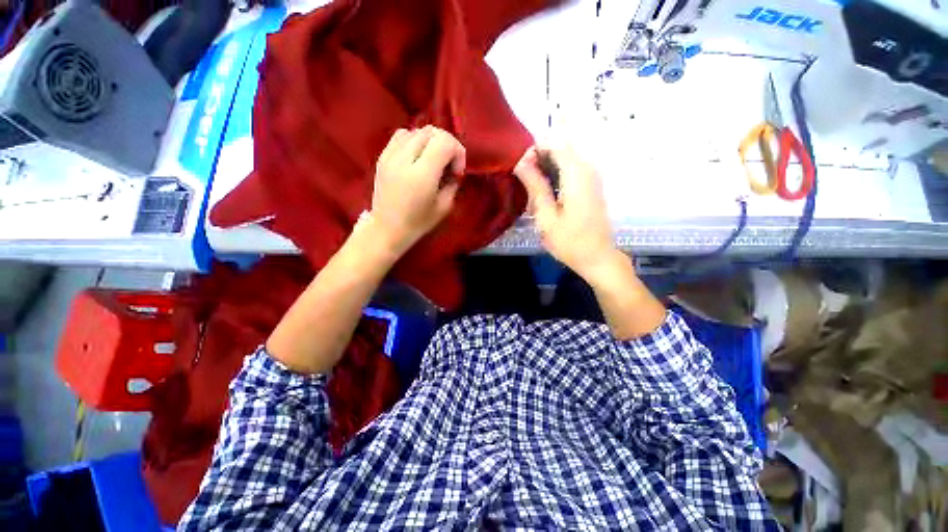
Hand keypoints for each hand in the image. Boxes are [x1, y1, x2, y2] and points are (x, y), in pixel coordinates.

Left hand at [368, 126, 464, 254]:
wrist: (387, 229)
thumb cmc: (418, 222)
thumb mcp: (444, 207)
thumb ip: (452, 183)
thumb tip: (453, 170)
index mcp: (422, 174)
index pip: (444, 141)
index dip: (457, 152)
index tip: (456, 171)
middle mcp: (404, 159)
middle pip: (431, 131)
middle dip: (446, 144)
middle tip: (447, 165)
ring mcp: (390, 156)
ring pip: (416, 130)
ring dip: (430, 141)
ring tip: (432, 160)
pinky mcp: (382, 157)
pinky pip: (401, 136)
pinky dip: (414, 141)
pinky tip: (416, 157)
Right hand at [514, 146, 619, 281]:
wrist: (597, 257)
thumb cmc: (569, 242)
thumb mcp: (546, 216)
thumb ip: (535, 186)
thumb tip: (521, 162)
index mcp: (576, 174)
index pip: (554, 143)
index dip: (534, 151)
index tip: (520, 171)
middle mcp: (588, 168)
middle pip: (560, 148)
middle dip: (539, 160)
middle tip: (525, 184)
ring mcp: (592, 176)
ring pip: (565, 158)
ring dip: (546, 169)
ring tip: (534, 191)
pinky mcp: (592, 184)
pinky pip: (571, 169)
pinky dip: (556, 175)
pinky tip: (547, 194)